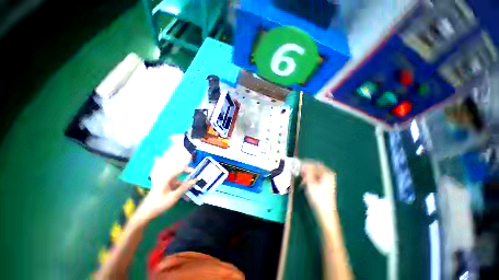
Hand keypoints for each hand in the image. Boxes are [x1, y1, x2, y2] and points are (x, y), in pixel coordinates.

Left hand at [135, 147, 195, 222]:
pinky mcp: (166, 185)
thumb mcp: (174, 196)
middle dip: (186, 167)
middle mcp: (166, 178)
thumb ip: (184, 187)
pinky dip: (182, 182)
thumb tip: (194, 180)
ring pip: (177, 175)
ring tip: (193, 176)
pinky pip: (176, 181)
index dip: (185, 162)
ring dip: (184, 175)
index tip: (191, 157)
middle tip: (194, 167)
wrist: (147, 211)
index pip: (178, 167)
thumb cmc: (160, 203)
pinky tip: (187, 186)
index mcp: (167, 178)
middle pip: (177, 169)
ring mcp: (166, 181)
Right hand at [301, 163, 336, 219]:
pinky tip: (305, 183)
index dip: (306, 163)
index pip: (315, 163)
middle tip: (299, 172)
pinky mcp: (324, 185)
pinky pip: (315, 178)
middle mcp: (328, 174)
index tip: (298, 165)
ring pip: (314, 173)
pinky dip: (309, 179)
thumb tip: (304, 163)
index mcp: (327, 173)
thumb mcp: (311, 182)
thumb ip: (307, 171)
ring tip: (302, 180)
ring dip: (307, 175)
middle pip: (315, 168)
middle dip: (306, 170)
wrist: (325, 212)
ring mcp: (327, 180)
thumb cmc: (318, 196)